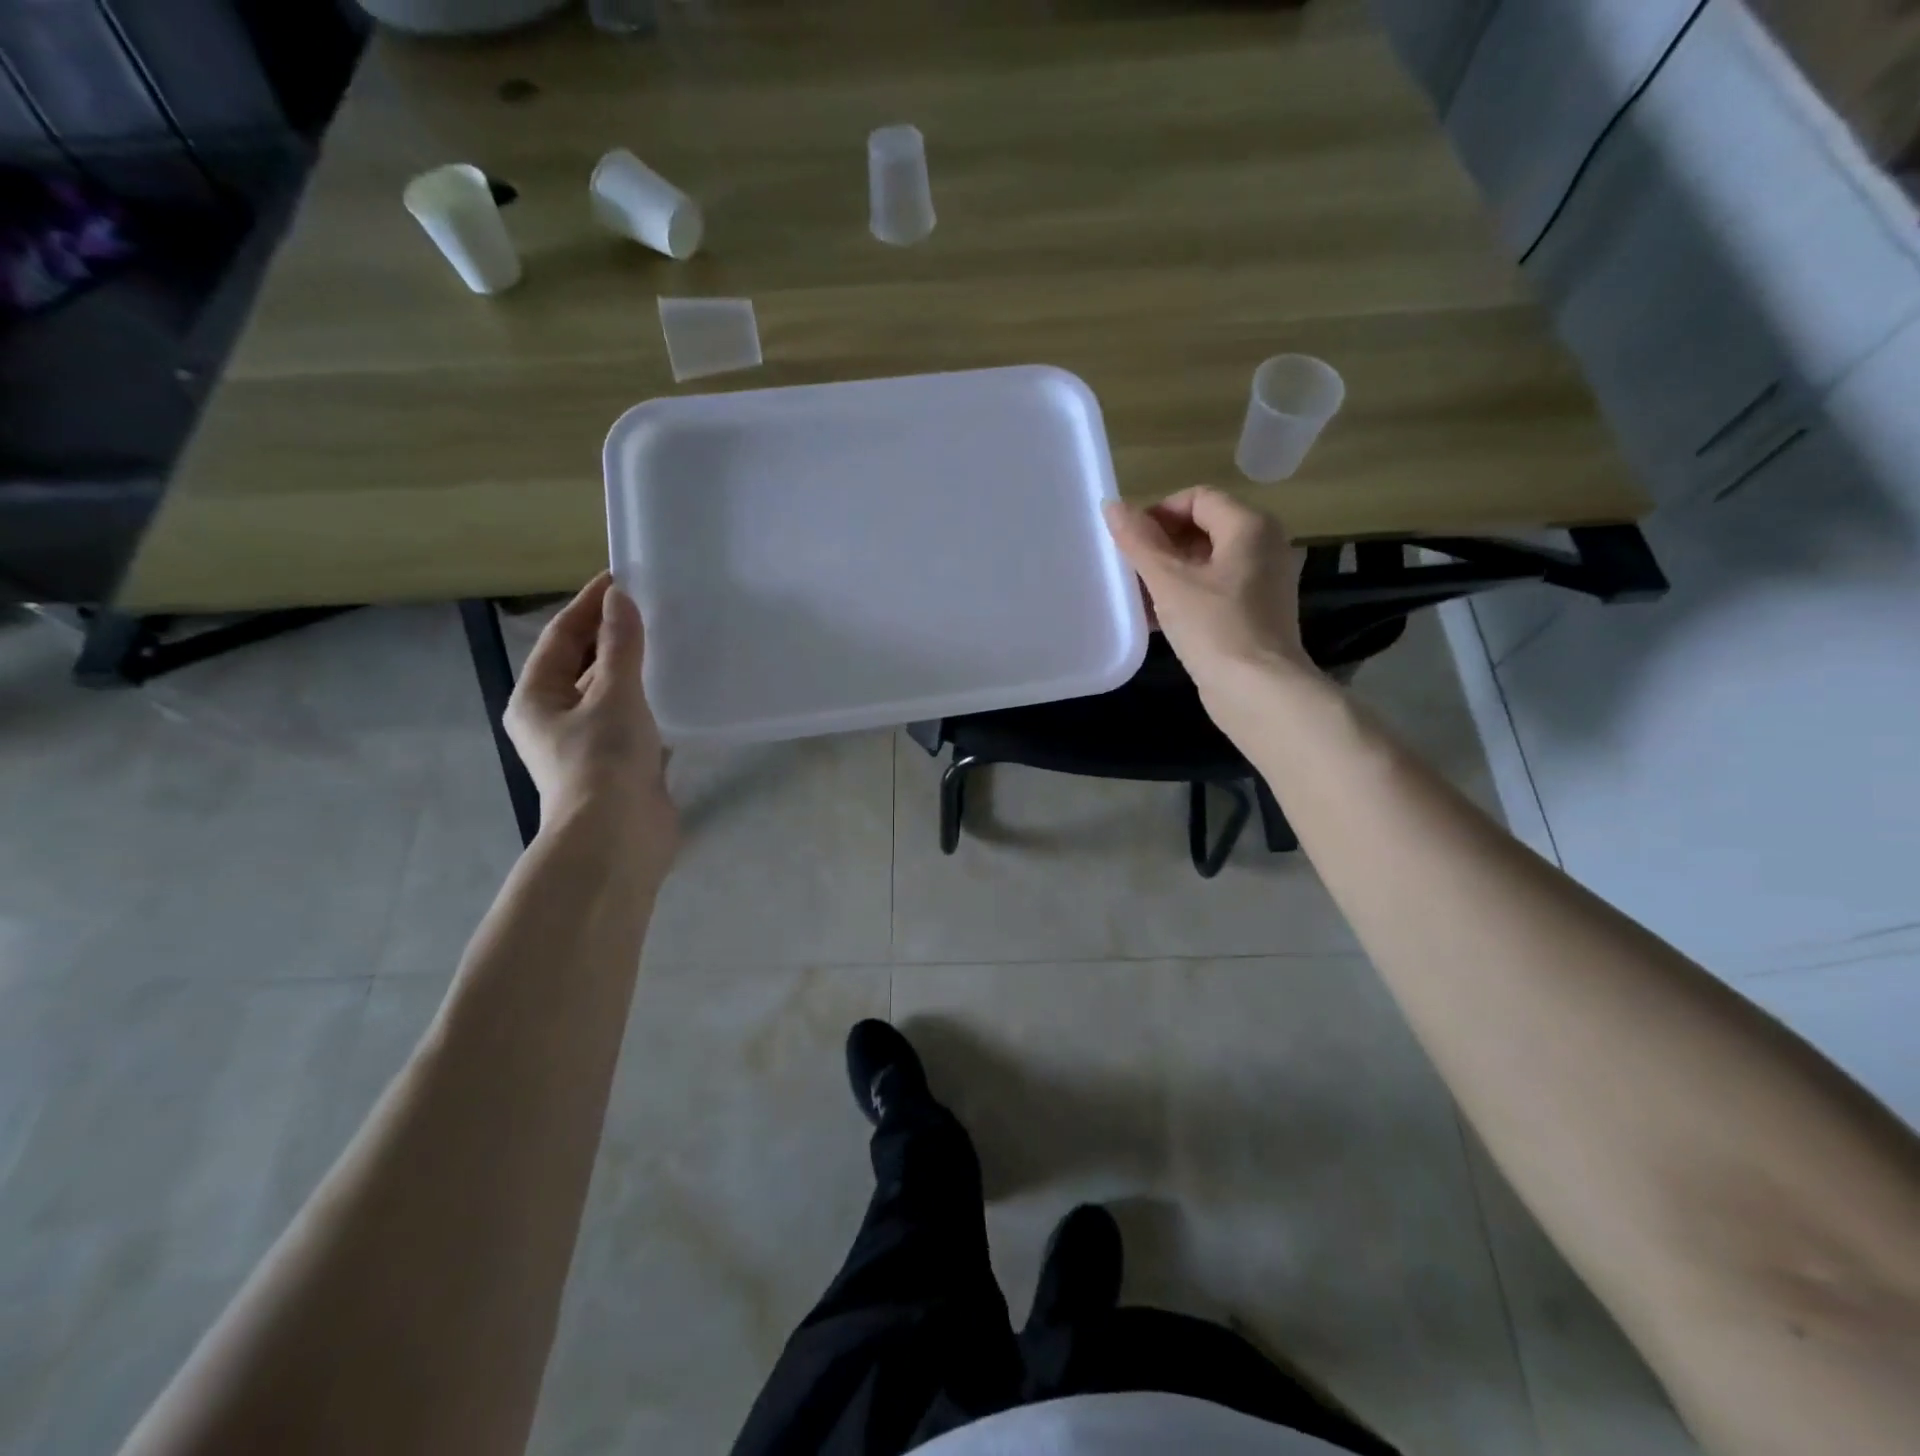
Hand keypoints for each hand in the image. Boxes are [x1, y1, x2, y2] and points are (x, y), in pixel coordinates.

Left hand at [504, 573, 675, 846]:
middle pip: (583, 663)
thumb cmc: (603, 760)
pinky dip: (650, 699)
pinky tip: (677, 686)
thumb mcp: (612, 694)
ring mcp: (589, 743)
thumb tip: (620, 599)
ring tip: (669, 639)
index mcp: (536, 698)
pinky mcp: (620, 762)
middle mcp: (556, 718)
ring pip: (610, 692)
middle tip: (651, 606)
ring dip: (634, 667)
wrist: (618, 836)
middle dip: (613, 634)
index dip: (589, 605)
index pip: (562, 637)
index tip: (622, 578)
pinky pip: (634, 718)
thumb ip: (620, 645)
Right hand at [1102, 487, 1311, 691]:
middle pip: (1203, 529)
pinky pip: (1214, 591)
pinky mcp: (1255, 613)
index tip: (1128, 541)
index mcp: (1250, 526)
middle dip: (1161, 546)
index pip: (1196, 499)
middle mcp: (1264, 546)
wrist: (1259, 692)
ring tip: (1136, 596)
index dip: (1158, 513)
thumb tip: (1112, 506)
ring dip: (1169, 574)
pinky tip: (1155, 619)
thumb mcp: (1169, 582)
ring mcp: (1262, 582)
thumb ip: (1139, 542)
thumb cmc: (1215, 628)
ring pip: (1206, 563)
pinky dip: (1185, 596)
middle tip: (1128, 569)